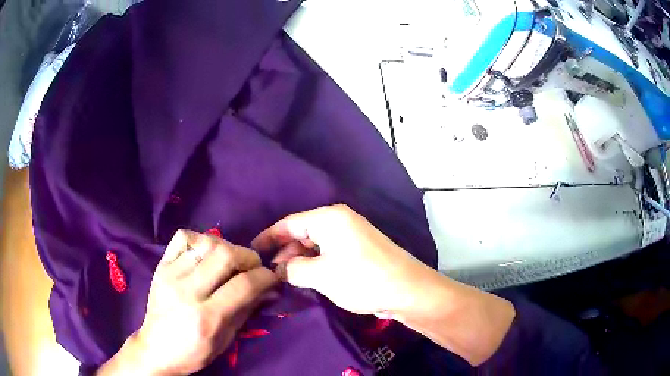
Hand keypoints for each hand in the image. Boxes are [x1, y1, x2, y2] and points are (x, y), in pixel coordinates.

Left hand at [98, 230, 277, 375]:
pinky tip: (206, 253)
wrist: (156, 349)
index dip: (265, 277)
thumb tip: (268, 288)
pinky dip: (200, 239)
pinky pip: (183, 237)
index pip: (243, 285)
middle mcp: (187, 291)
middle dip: (248, 257)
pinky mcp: (161, 266)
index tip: (272, 278)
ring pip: (205, 243)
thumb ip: (246, 310)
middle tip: (253, 267)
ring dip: (227, 247)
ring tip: (231, 260)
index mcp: (206, 317)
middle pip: (225, 255)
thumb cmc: (193, 352)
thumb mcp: (225, 340)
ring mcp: (170, 275)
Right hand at [252, 205, 514, 365]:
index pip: (288, 223)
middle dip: (284, 252)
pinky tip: (307, 278)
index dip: (268, 237)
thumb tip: (279, 270)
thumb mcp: (320, 275)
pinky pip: (329, 252)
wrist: (407, 290)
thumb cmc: (361, 278)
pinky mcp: (359, 249)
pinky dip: (315, 264)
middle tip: (269, 273)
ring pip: (315, 244)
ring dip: (299, 260)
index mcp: (328, 218)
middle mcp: (340, 220)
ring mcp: (351, 235)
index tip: (252, 251)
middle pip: (301, 233)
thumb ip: (293, 270)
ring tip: (285, 279)